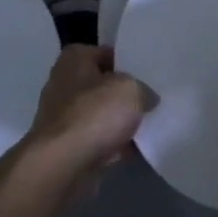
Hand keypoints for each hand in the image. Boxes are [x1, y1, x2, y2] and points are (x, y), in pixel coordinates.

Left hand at [21, 45, 152, 181]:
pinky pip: (99, 139)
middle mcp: (64, 84)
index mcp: (74, 60)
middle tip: (153, 98)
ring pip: (102, 114)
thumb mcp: (131, 89)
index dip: (128, 61)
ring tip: (151, 124)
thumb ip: (143, 89)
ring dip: (121, 121)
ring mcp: (64, 117)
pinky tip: (138, 149)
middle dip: (126, 93)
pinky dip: (115, 144)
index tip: (149, 73)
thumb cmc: (94, 114)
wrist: (63, 164)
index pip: (105, 52)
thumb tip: (146, 98)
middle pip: (103, 85)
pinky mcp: (68, 145)